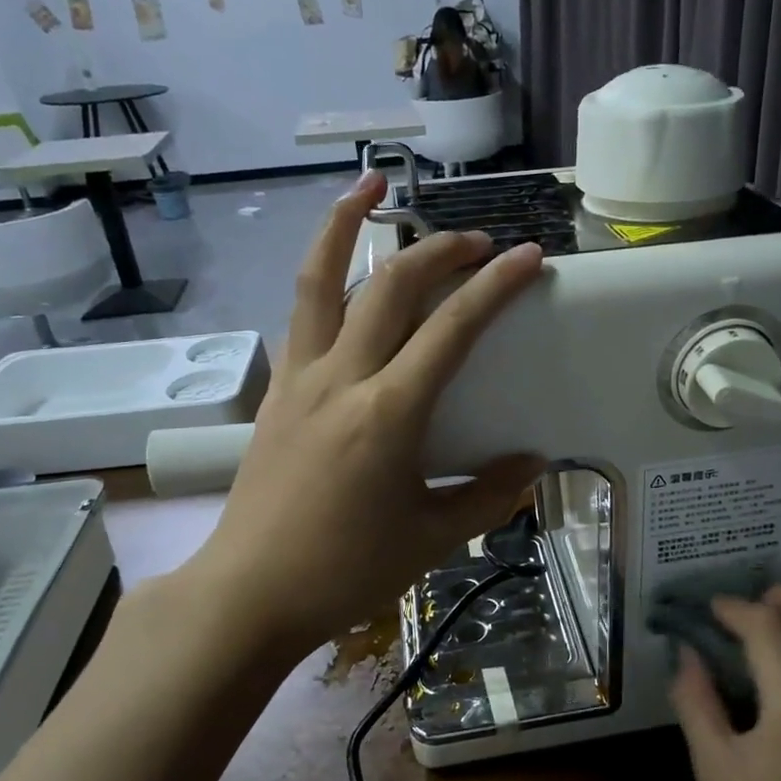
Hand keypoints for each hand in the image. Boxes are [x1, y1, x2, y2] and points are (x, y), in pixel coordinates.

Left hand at [184, 169, 545, 657]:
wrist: (249, 593)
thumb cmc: (345, 571)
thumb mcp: (433, 539)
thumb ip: (490, 497)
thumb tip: (532, 465)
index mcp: (388, 413)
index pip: (451, 329)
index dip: (494, 286)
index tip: (526, 257)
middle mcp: (341, 378)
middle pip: (391, 286)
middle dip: (440, 251)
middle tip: (477, 243)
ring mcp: (300, 378)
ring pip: (321, 280)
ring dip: (347, 225)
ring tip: (371, 186)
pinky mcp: (276, 390)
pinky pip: (299, 315)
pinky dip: (321, 276)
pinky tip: (341, 275)